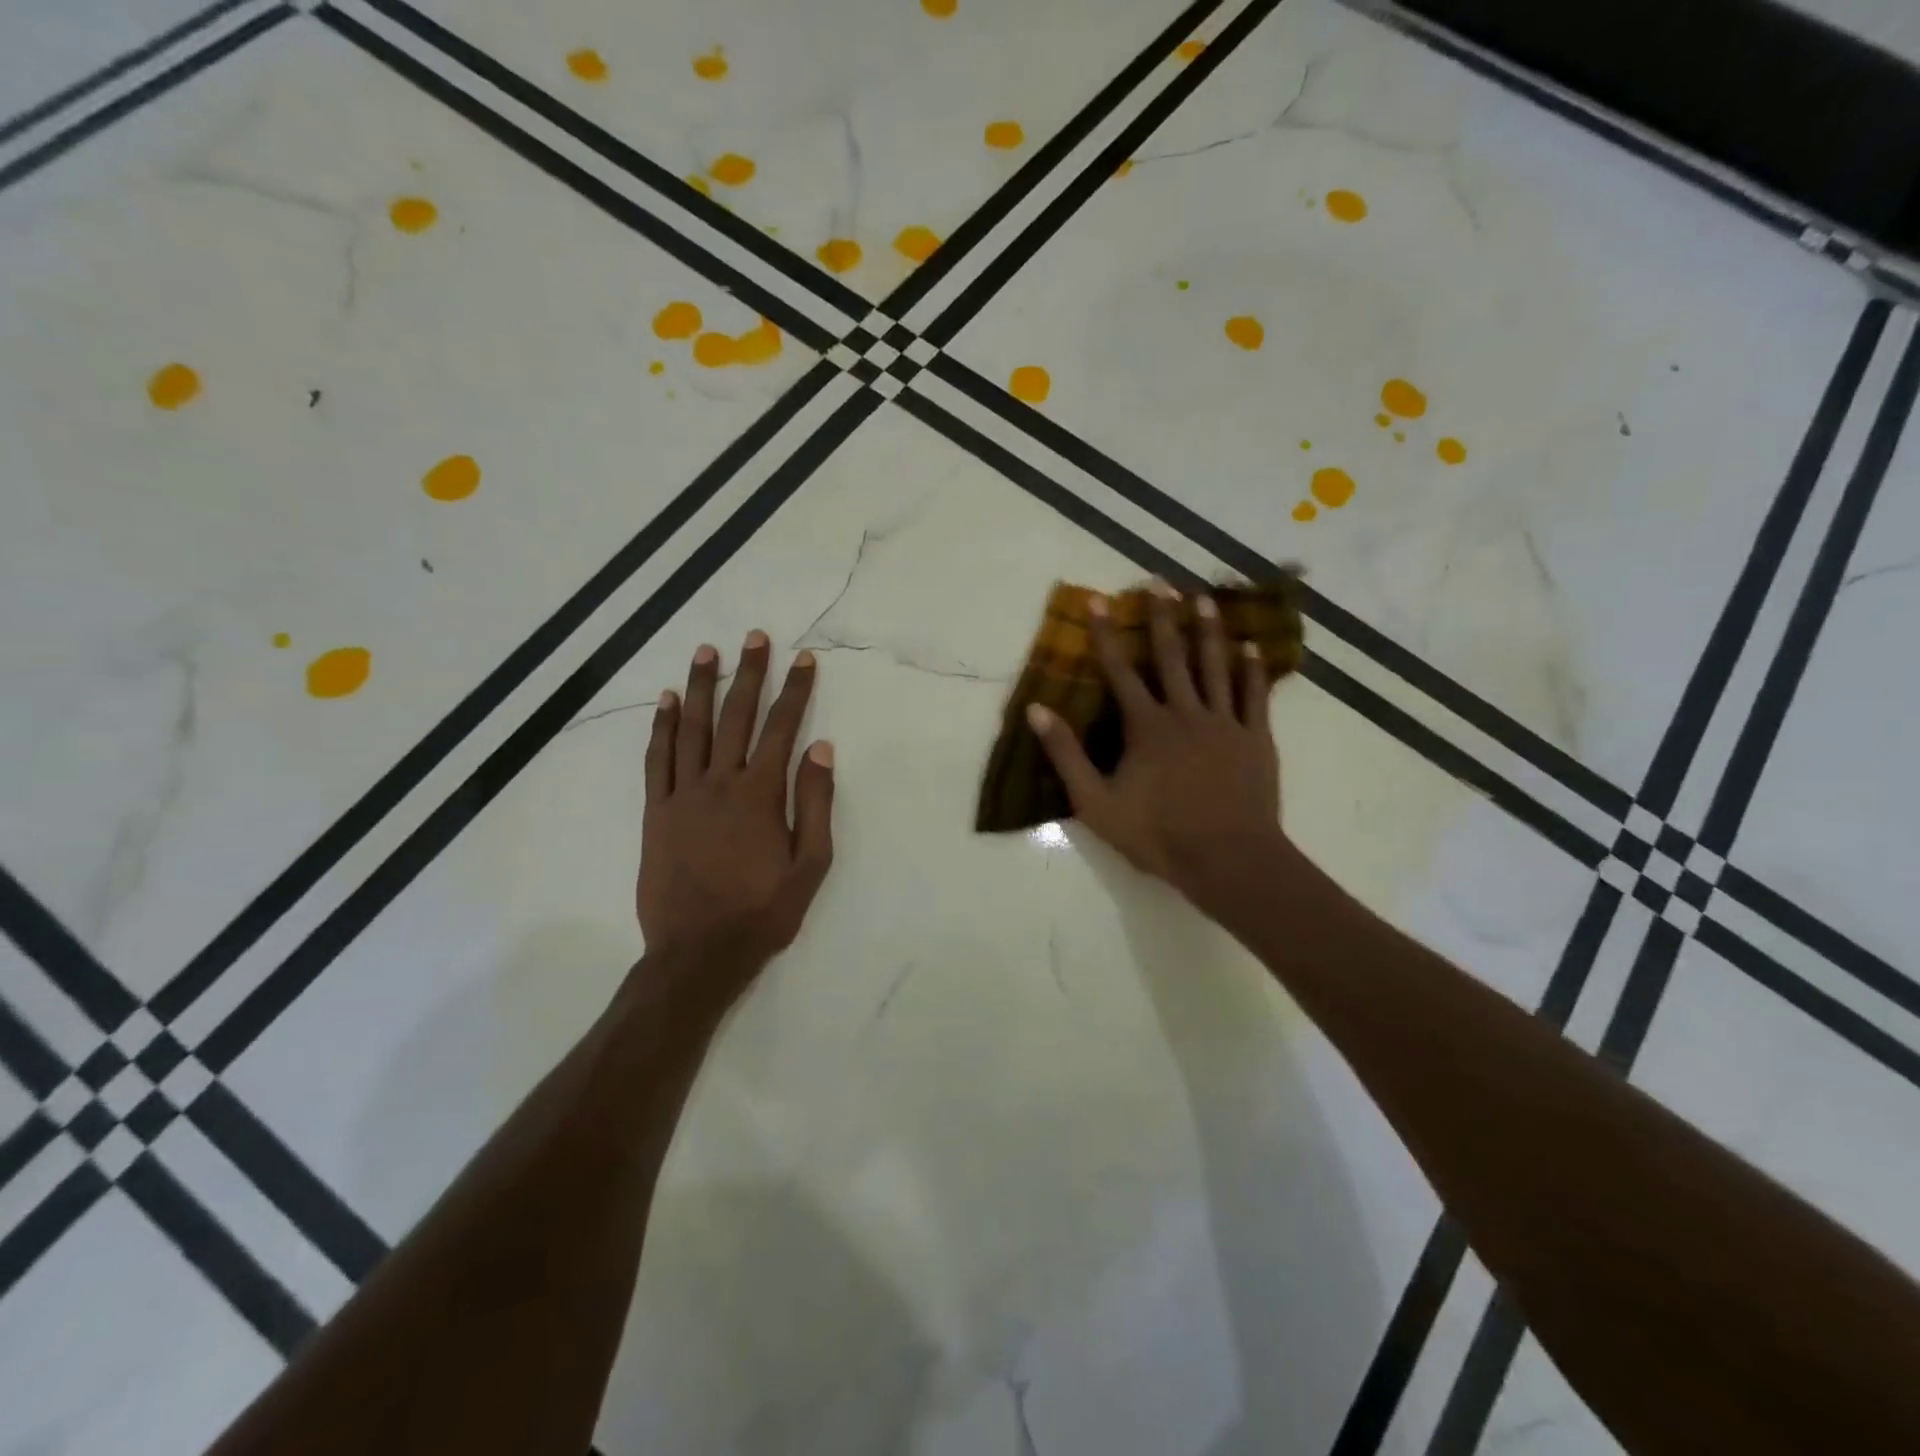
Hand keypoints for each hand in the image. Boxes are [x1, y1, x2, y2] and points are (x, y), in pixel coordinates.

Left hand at [637, 632, 834, 993]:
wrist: (698, 953)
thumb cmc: (763, 912)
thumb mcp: (810, 864)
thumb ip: (815, 803)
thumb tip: (821, 748)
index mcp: (760, 795)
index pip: (782, 729)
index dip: (795, 691)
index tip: (804, 659)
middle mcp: (719, 783)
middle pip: (735, 717)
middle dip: (749, 674)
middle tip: (754, 637)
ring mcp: (682, 795)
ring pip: (691, 728)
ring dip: (701, 687)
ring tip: (708, 652)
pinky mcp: (655, 813)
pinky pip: (656, 760)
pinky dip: (661, 727)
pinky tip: (665, 701)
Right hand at [1027, 583, 1286, 912]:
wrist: (1228, 860)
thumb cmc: (1157, 835)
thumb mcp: (1095, 802)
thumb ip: (1066, 755)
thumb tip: (1036, 710)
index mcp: (1145, 726)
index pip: (1119, 671)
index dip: (1105, 634)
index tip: (1098, 600)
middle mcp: (1185, 712)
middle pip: (1171, 656)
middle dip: (1162, 617)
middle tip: (1159, 582)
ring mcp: (1224, 723)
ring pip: (1215, 666)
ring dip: (1207, 631)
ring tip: (1203, 599)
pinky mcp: (1255, 738)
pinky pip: (1254, 695)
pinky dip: (1252, 670)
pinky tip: (1251, 648)